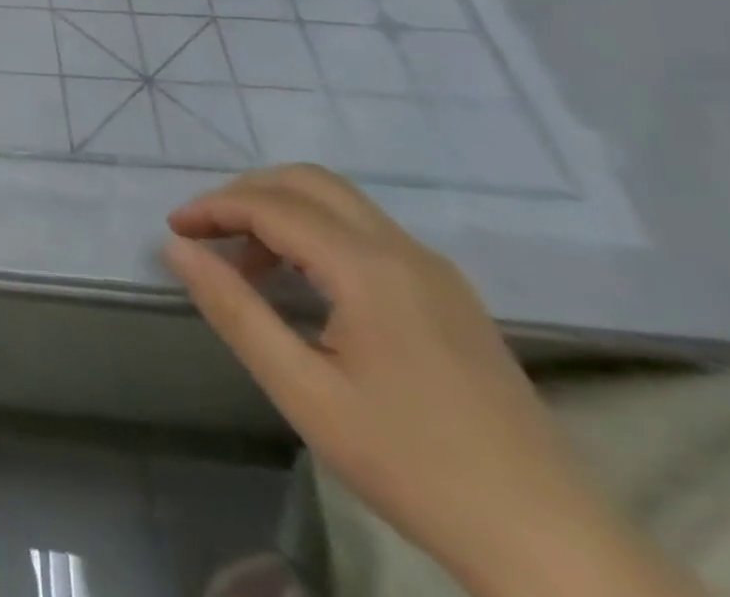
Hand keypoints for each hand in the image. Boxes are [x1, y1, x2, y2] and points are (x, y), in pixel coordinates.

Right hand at [165, 165, 601, 591]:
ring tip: (246, 264)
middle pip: (308, 182)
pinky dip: (318, 233)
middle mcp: (404, 250)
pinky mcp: (451, 296)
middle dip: (246, 195)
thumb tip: (175, 248)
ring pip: (340, 203)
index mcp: (368, 268)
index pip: (271, 205)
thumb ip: (233, 310)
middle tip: (206, 233)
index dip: (213, 208)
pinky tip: (304, 285)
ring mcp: (435, 271)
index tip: (174, 230)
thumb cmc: (413, 465)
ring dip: (282, 212)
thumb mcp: (303, 392)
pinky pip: (368, 233)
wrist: (555, 548)